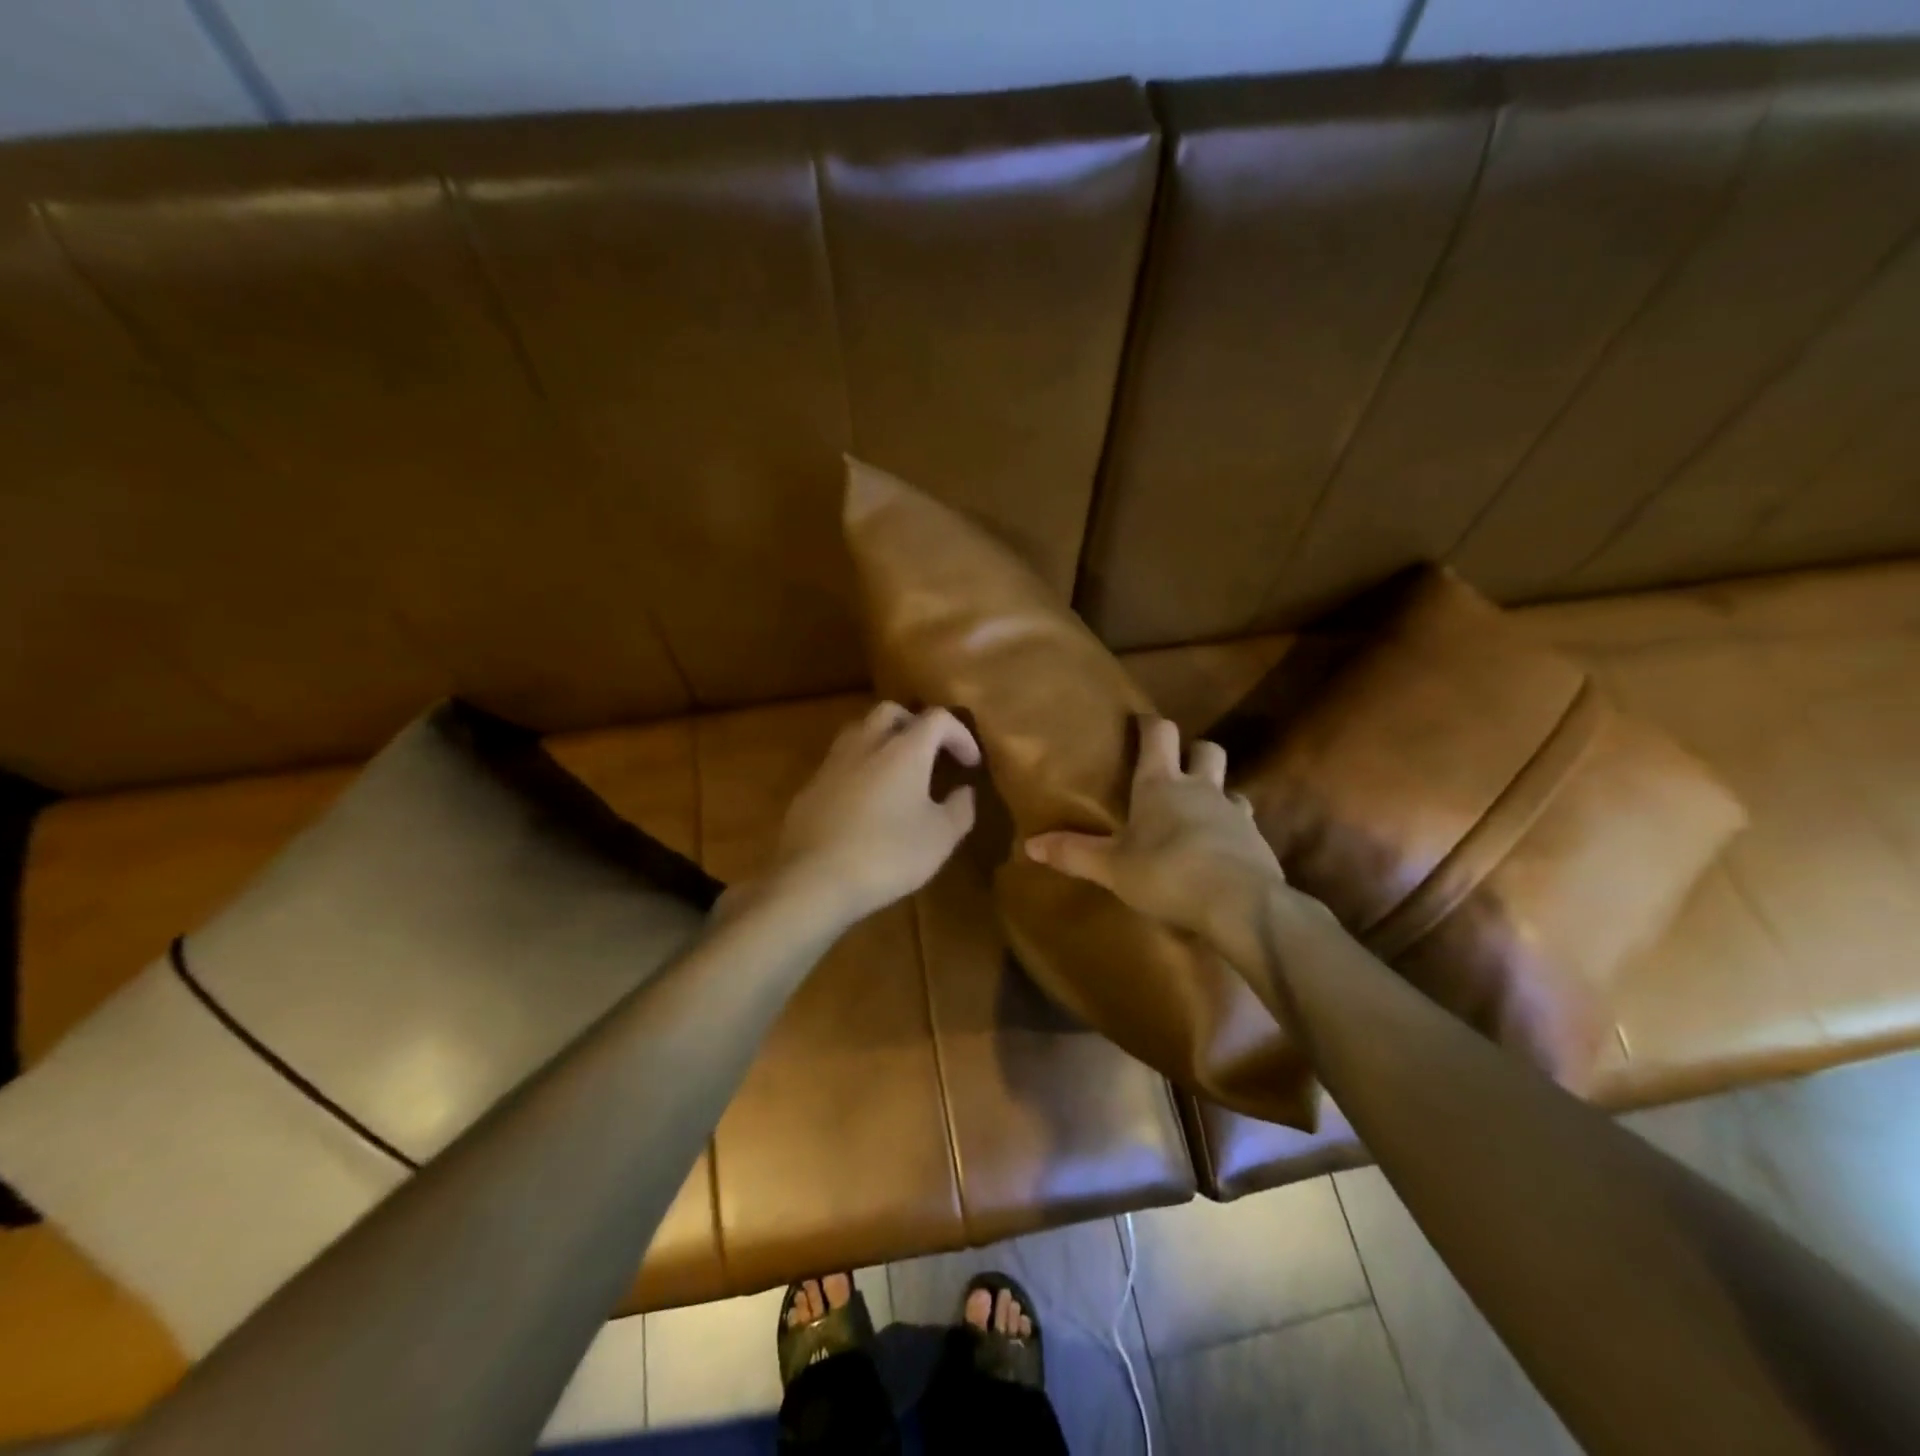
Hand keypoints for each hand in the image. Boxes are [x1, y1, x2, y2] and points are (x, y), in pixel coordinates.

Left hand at [765, 702, 979, 927]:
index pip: (938, 719)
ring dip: (883, 740)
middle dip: (916, 725)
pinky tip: (865, 799)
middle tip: (930, 753)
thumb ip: (960, 808)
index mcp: (905, 750)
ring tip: (897, 770)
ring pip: (860, 730)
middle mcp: (867, 744)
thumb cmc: (888, 854)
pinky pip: (840, 760)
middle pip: (892, 712)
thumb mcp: (940, 838)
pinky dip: (860, 766)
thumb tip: (964, 791)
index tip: (970, 764)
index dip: (960, 735)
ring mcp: (833, 762)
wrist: (813, 878)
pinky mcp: (810, 785)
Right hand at [1024, 716, 1285, 959]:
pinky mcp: (1257, 841)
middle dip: (1193, 751)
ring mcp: (1234, 812)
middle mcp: (1200, 788)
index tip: (1141, 721)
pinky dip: (1231, 830)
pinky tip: (1221, 851)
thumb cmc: (1166, 873)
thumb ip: (1074, 853)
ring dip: (1216, 792)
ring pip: (1230, 787)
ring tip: (1200, 813)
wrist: (1240, 904)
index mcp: (1160, 785)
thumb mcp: (1112, 868)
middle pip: (1206, 749)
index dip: (1150, 724)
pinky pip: (1244, 824)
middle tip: (1177, 767)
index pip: (1159, 735)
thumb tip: (1030, 844)